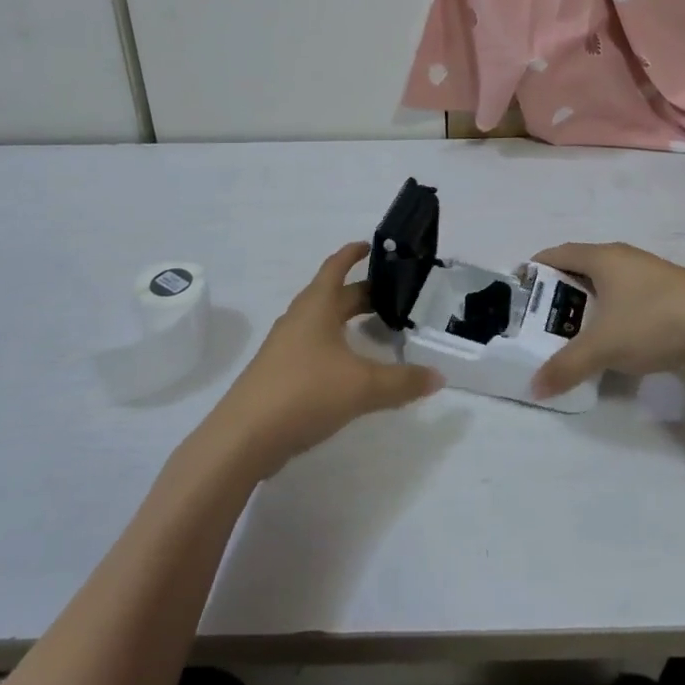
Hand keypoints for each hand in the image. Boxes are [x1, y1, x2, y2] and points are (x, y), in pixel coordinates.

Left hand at [209, 243, 441, 473]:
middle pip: (334, 296)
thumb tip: (439, 376)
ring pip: (323, 322)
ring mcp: (286, 346)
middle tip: (395, 298)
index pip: (336, 266)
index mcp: (317, 306)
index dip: (353, 253)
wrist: (244, 437)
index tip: (373, 247)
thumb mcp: (363, 386)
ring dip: (348, 320)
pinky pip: (314, 347)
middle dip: (362, 294)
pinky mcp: (280, 373)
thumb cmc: (304, 392)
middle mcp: (300, 319)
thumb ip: (404, 381)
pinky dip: (336, 346)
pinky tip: (351, 368)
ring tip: (378, 329)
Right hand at [530, 242, 684, 399]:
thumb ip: (566, 366)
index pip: (556, 253)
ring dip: (587, 309)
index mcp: (603, 257)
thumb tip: (534, 388)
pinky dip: (613, 319)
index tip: (518, 293)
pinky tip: (613, 346)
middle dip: (559, 294)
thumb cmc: (656, 322)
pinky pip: (628, 304)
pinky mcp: (670, 298)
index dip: (535, 269)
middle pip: (580, 270)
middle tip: (540, 323)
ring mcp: (650, 278)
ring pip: (607, 289)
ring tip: (571, 338)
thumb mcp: (604, 346)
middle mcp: (624, 260)